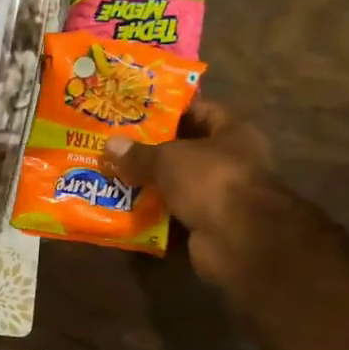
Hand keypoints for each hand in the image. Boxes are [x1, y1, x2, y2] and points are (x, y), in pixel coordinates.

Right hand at [103, 101, 289, 293]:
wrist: (239, 239)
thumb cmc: (211, 180)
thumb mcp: (168, 158)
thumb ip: (139, 153)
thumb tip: (110, 145)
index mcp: (233, 133)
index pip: (201, 111)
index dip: (171, 110)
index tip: (138, 111)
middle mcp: (231, 162)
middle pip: (186, 150)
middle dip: (153, 150)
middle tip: (118, 145)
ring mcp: (220, 196)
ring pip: (178, 184)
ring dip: (151, 184)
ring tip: (114, 175)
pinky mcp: (207, 225)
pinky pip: (175, 214)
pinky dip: (154, 214)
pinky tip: (125, 208)